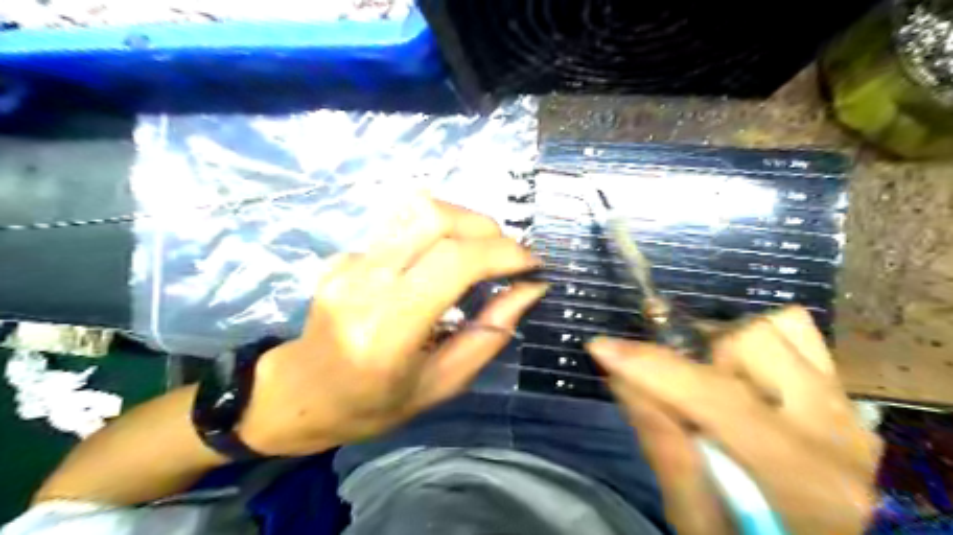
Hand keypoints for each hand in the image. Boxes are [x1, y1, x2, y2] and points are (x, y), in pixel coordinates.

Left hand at [239, 199, 546, 456]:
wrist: (302, 394)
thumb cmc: (373, 404)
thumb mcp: (441, 385)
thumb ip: (488, 335)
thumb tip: (529, 289)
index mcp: (387, 331)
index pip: (452, 263)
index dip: (501, 253)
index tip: (531, 263)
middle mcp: (363, 285)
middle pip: (433, 217)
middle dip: (485, 228)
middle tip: (507, 256)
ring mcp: (346, 263)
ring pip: (416, 209)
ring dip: (463, 221)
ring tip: (481, 251)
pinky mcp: (342, 255)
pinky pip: (400, 227)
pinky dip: (435, 235)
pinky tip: (438, 263)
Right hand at [593, 304, 882, 534]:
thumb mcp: (706, 529)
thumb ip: (667, 455)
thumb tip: (624, 384)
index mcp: (803, 478)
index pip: (714, 398)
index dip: (651, 367)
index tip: (600, 347)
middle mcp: (837, 428)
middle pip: (752, 340)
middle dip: (697, 351)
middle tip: (677, 385)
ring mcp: (850, 408)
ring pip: (780, 328)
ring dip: (728, 345)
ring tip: (714, 382)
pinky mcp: (850, 400)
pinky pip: (803, 340)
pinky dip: (759, 345)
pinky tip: (744, 379)